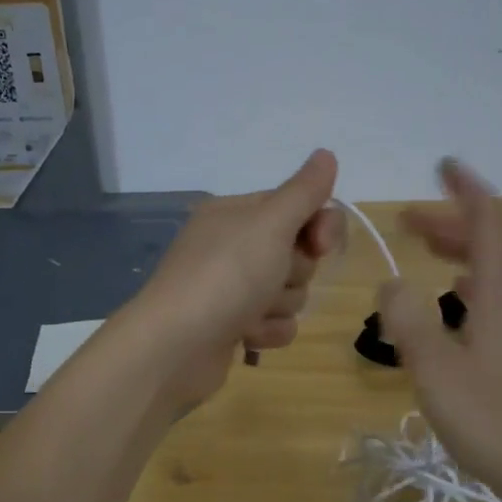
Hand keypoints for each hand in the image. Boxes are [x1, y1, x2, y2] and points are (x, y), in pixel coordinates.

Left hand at [125, 150, 344, 411]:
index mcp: (236, 214)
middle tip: (270, 279)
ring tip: (251, 314)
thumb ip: (304, 192)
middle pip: (297, 253)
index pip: (297, 207)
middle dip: (294, 272)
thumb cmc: (225, 276)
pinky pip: (274, 323)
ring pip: (289, 292)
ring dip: (279, 306)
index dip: (318, 226)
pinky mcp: (231, 326)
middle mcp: (231, 246)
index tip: (320, 245)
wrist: (175, 347)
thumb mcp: (270, 224)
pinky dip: (266, 332)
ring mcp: (230, 288)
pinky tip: (245, 337)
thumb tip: (326, 154)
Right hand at [378, 160, 501, 501]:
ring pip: (495, 270)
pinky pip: (499, 296)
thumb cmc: (497, 419)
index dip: (466, 190)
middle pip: (491, 242)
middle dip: (450, 222)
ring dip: (460, 251)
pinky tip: (455, 302)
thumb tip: (391, 283)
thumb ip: (409, 323)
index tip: (442, 166)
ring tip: (425, 250)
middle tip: (407, 220)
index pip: (490, 220)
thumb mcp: (437, 372)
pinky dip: (471, 283)